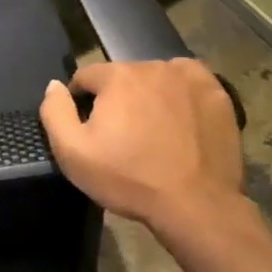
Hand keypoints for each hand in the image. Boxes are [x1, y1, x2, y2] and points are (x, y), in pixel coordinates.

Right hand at [38, 59, 246, 242]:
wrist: (195, 205)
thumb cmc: (129, 179)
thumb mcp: (73, 153)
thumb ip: (55, 112)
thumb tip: (54, 86)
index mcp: (117, 77)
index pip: (86, 76)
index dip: (82, 102)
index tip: (90, 130)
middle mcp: (153, 66)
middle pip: (123, 76)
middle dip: (117, 99)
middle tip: (123, 135)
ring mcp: (190, 77)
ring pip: (156, 78)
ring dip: (148, 95)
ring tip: (154, 130)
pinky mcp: (217, 93)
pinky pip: (189, 82)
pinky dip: (180, 93)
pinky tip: (180, 118)